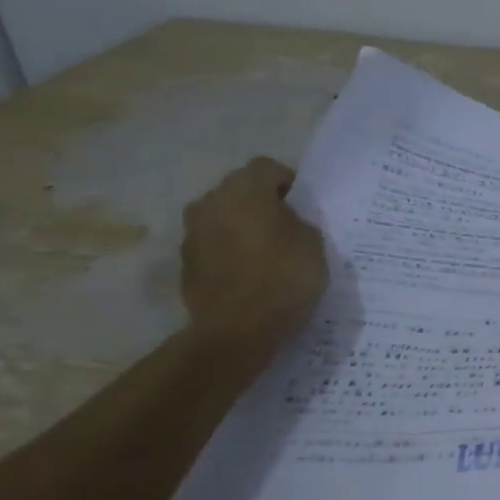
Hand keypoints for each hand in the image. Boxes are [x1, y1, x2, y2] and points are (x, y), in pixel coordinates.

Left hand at [179, 157, 327, 357]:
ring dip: (242, 227)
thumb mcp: (314, 245)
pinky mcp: (185, 263)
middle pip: (239, 190)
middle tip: (286, 227)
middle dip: (261, 203)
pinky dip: (229, 253)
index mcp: (244, 190)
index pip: (267, 167)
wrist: (236, 331)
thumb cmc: (283, 279)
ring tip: (266, 253)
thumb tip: (286, 221)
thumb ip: (299, 222)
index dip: (287, 181)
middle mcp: (211, 203)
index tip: (303, 204)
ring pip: (223, 218)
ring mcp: (192, 233)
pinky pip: (213, 246)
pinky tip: (249, 275)